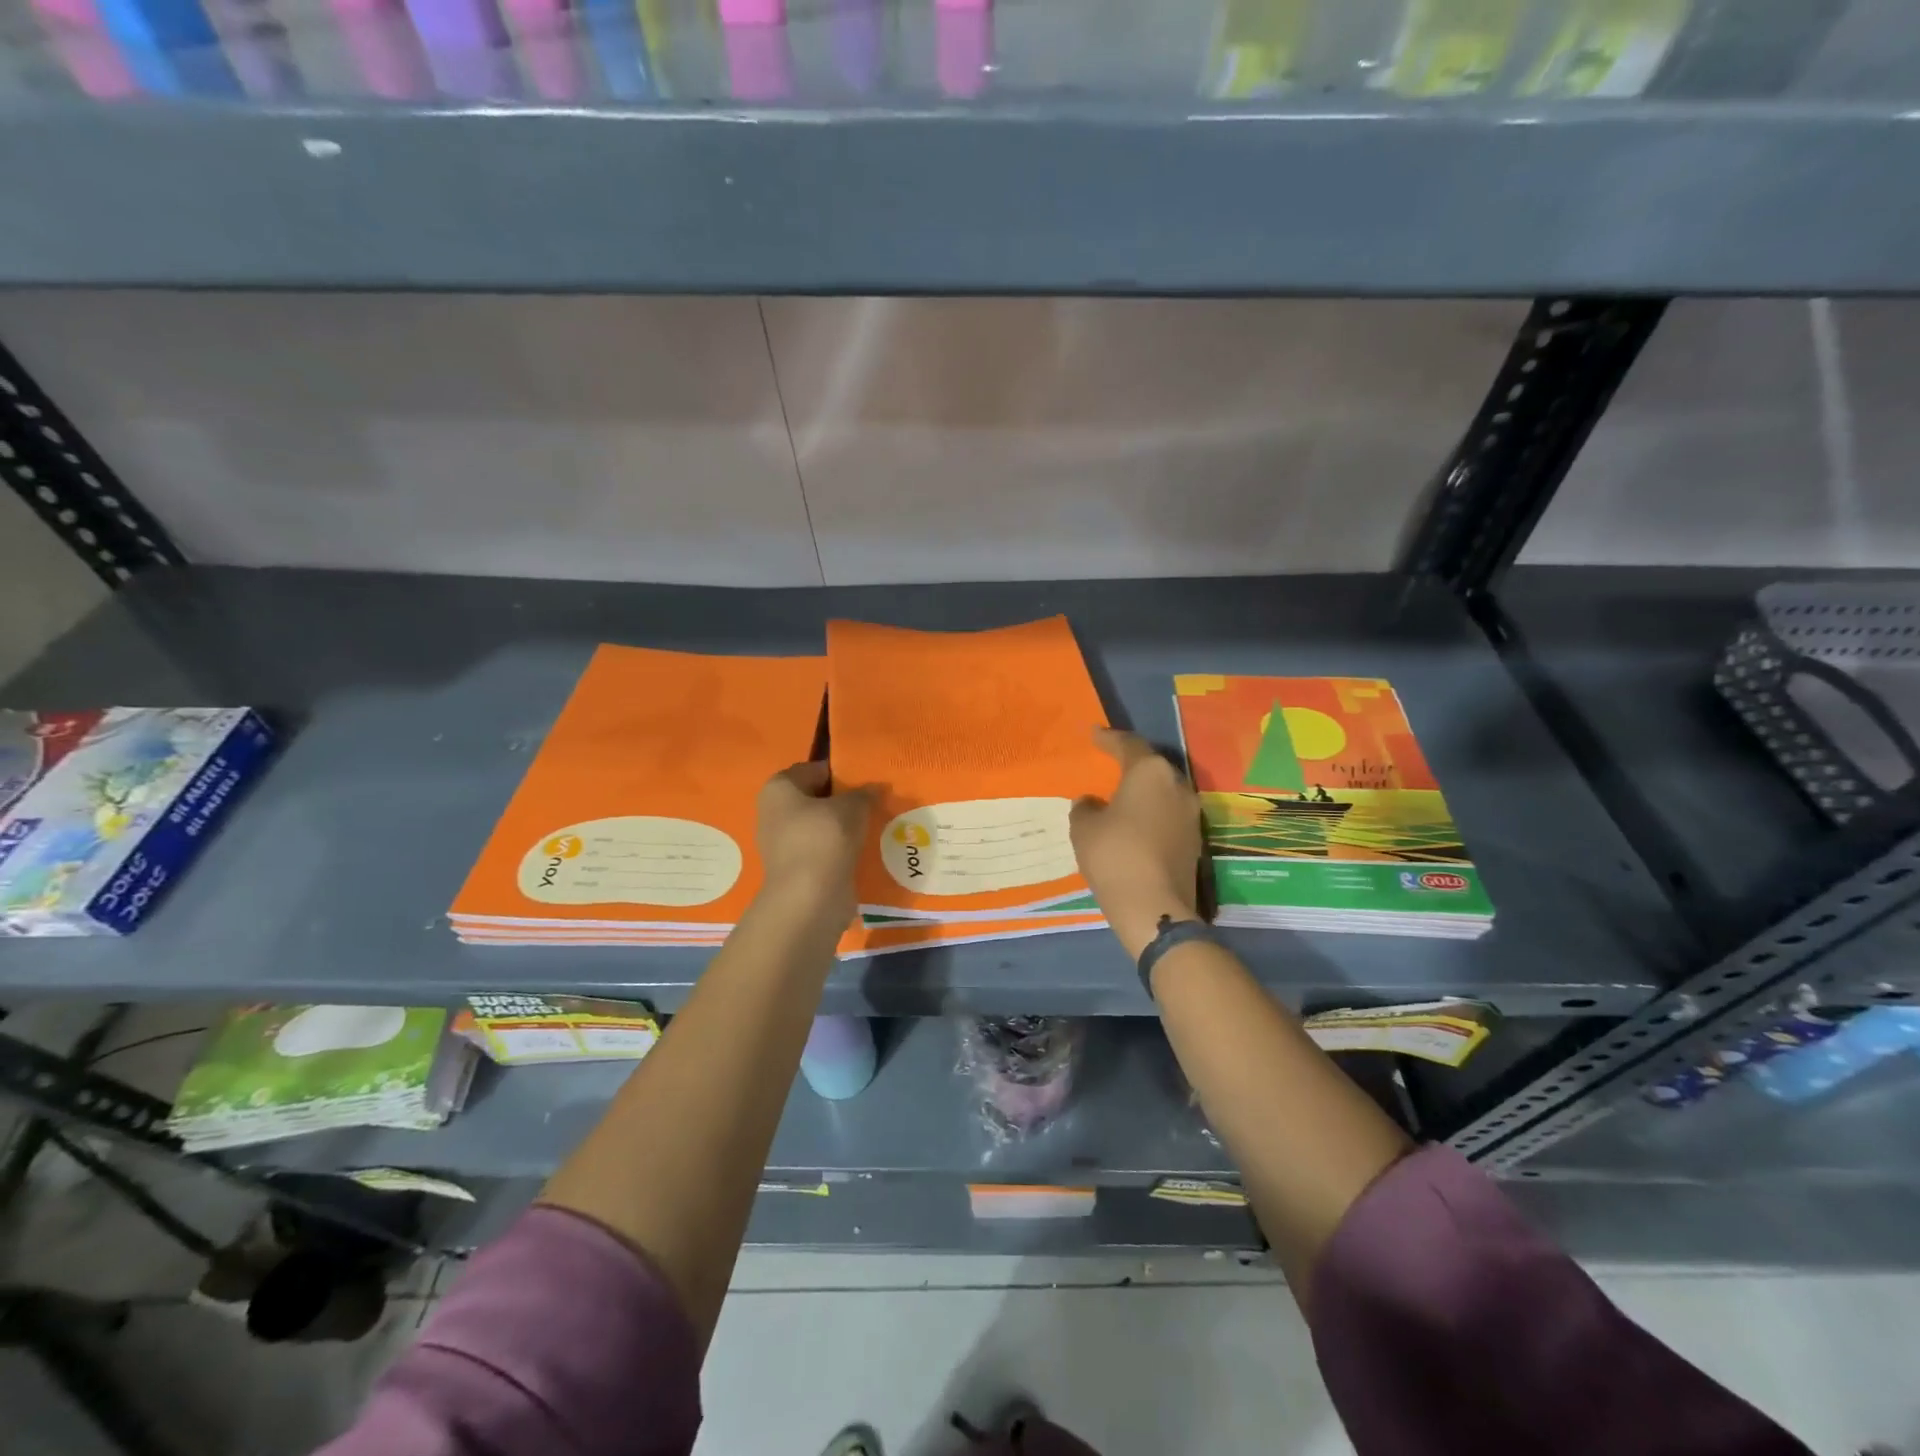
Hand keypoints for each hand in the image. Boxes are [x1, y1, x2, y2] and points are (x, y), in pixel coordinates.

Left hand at [755, 761, 874, 925]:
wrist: (810, 898)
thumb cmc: (825, 838)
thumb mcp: (853, 806)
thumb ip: (864, 793)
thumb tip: (875, 788)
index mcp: (779, 788)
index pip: (814, 769)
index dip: (841, 772)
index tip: (867, 780)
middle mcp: (773, 812)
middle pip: (816, 798)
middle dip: (843, 801)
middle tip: (874, 803)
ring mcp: (782, 843)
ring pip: (820, 826)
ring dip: (843, 827)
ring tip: (874, 826)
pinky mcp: (795, 869)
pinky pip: (823, 850)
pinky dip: (840, 849)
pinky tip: (864, 850)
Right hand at [1069, 728, 1202, 957]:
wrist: (1154, 907)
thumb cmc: (1114, 855)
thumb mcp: (1085, 828)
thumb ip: (1085, 808)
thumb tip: (1091, 802)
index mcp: (1150, 772)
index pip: (1128, 745)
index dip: (1108, 739)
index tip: (1094, 734)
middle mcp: (1177, 786)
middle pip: (1152, 767)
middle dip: (1130, 765)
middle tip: (1109, 764)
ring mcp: (1191, 815)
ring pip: (1163, 793)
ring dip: (1143, 793)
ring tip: (1120, 797)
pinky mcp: (1195, 842)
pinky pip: (1168, 817)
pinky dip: (1151, 815)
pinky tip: (1134, 825)